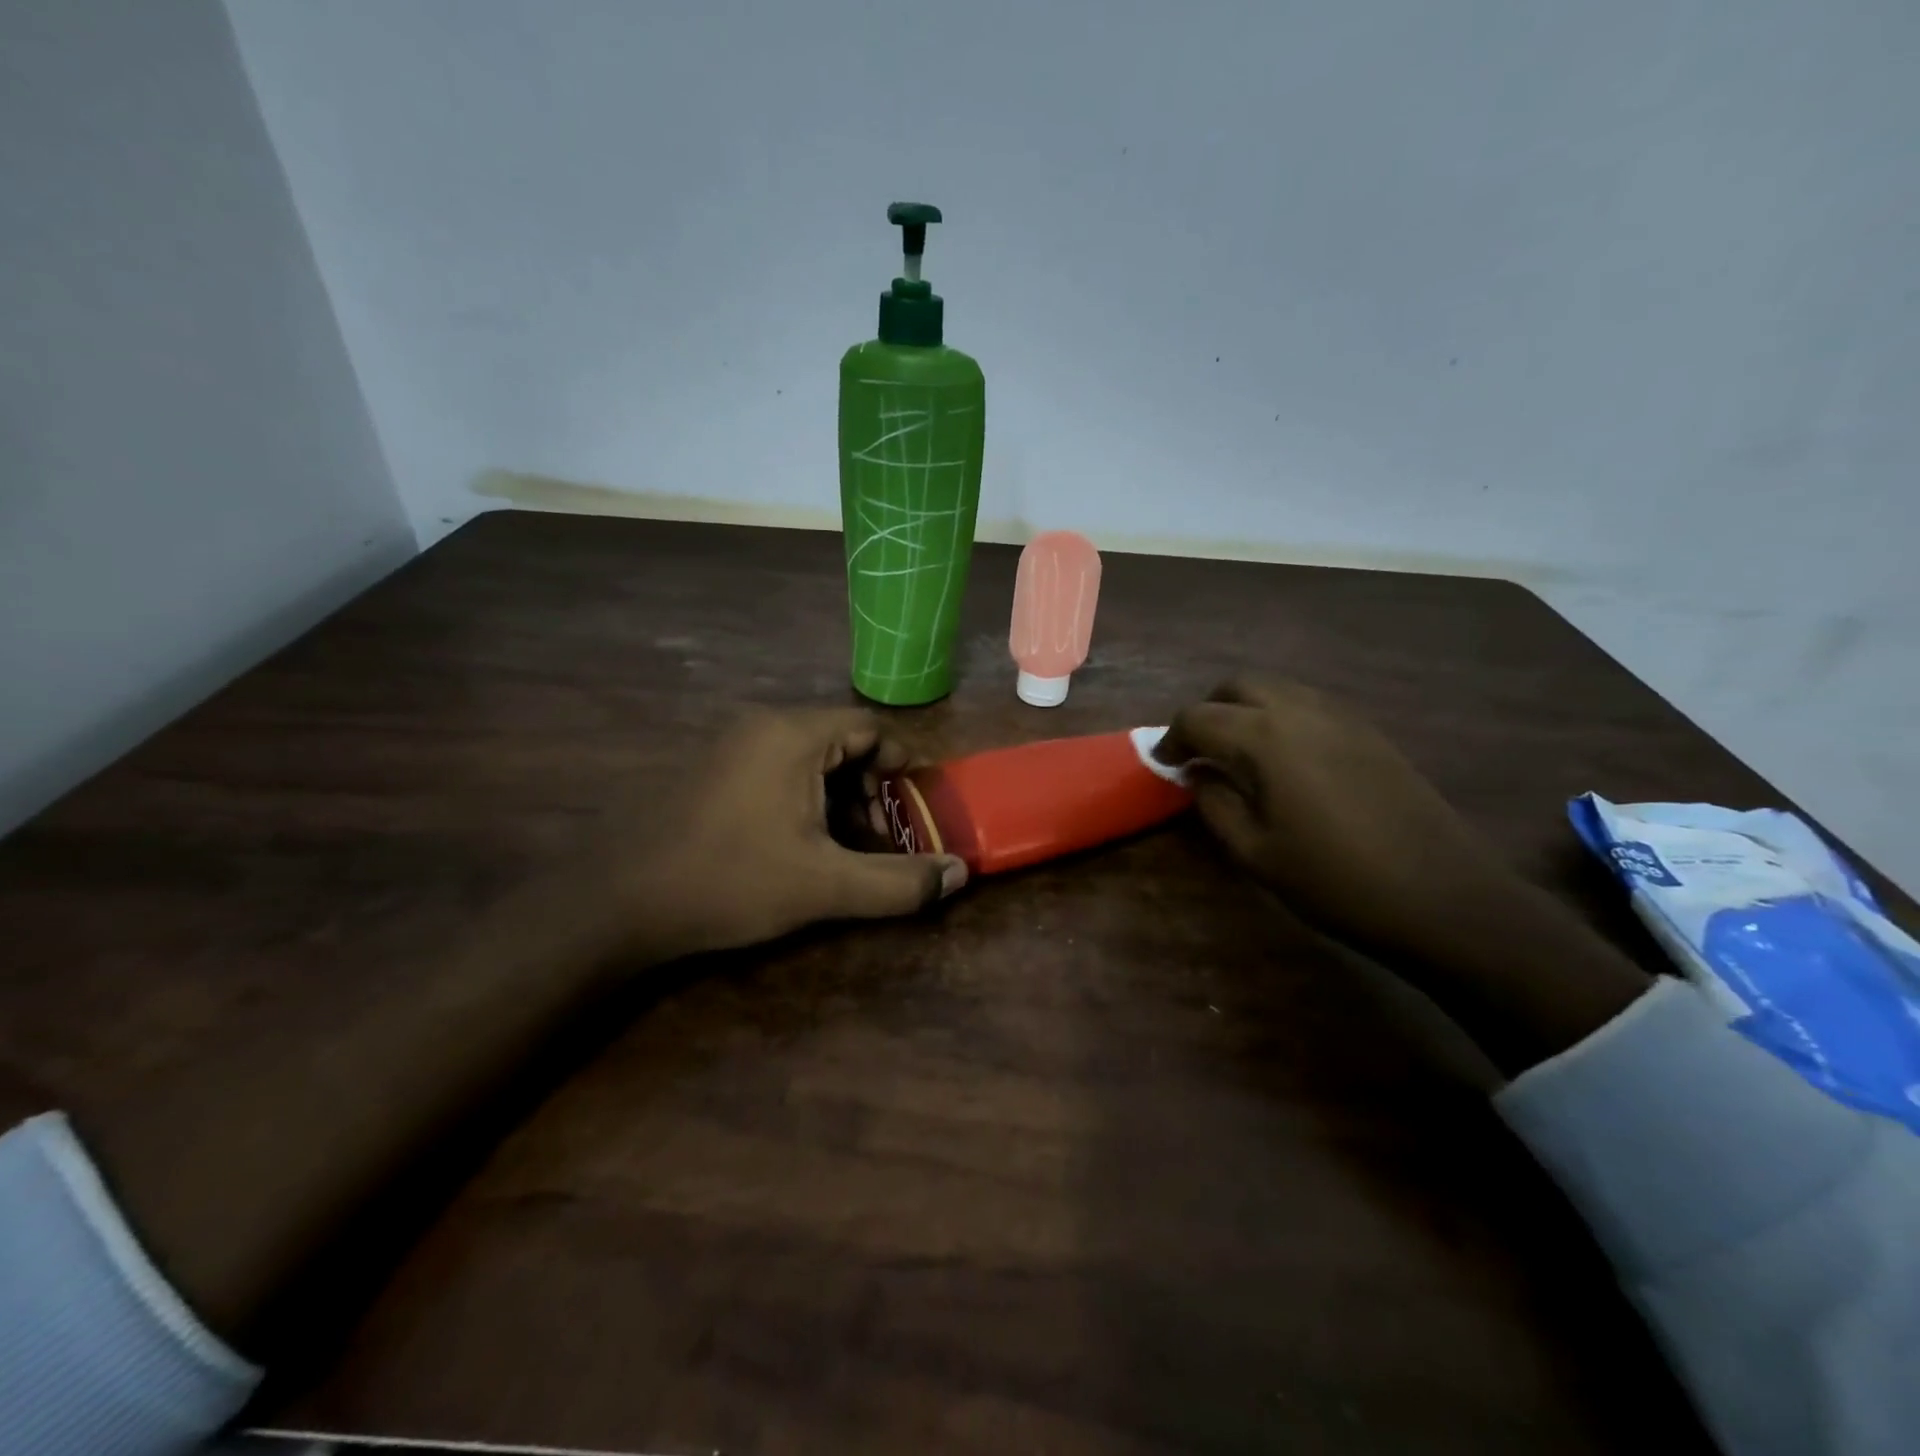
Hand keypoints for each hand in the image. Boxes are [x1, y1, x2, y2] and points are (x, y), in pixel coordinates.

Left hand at [620, 708, 966, 959]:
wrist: (616, 903)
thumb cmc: (729, 881)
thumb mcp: (824, 886)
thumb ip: (898, 882)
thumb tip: (959, 874)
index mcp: (791, 735)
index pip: (869, 727)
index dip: (900, 764)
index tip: (915, 805)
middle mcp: (760, 726)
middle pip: (839, 741)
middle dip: (869, 788)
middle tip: (880, 835)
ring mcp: (727, 747)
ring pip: (805, 758)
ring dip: (836, 796)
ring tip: (843, 848)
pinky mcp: (707, 772)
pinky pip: (773, 770)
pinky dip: (801, 798)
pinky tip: (797, 845)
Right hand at [1156, 677, 1524, 959]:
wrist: (1441, 896)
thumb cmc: (1333, 880)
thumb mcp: (1254, 852)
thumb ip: (1214, 803)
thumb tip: (1198, 773)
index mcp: (1263, 738)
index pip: (1197, 717)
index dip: (1172, 739)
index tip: (1165, 765)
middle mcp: (1299, 711)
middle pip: (1237, 686)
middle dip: (1208, 712)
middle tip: (1200, 752)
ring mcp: (1340, 715)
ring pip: (1276, 688)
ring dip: (1245, 709)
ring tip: (1240, 754)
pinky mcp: (1369, 730)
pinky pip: (1309, 703)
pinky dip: (1281, 716)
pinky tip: (1286, 759)